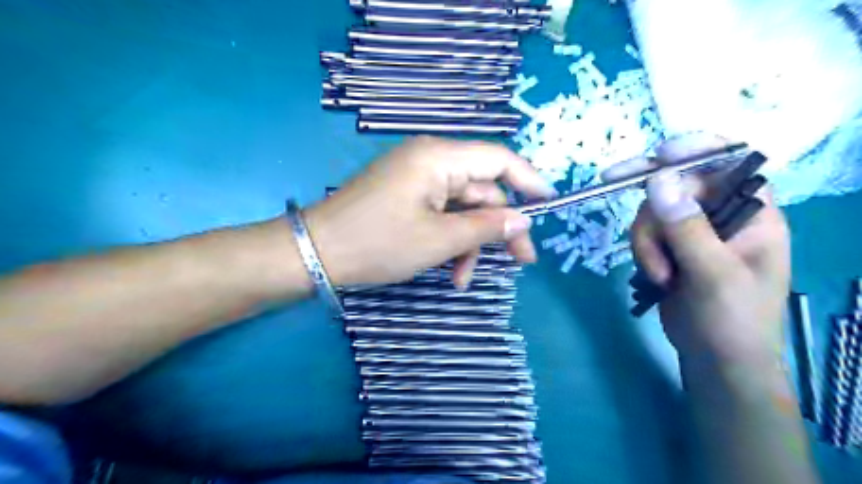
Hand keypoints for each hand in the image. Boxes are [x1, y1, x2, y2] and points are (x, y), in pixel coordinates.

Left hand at [300, 134, 552, 289]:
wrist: (317, 254)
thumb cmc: (378, 243)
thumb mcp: (439, 240)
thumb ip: (485, 228)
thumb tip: (522, 220)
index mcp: (439, 157)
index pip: (498, 159)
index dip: (528, 181)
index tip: (549, 205)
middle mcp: (431, 160)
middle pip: (482, 190)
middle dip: (498, 229)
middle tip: (521, 263)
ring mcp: (417, 180)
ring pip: (462, 209)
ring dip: (470, 244)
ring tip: (464, 279)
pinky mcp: (408, 198)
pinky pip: (441, 215)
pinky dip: (450, 242)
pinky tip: (450, 272)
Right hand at [630, 134, 788, 363]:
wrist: (716, 358)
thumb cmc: (734, 320)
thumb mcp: (714, 274)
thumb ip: (687, 228)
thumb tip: (657, 179)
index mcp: (751, 213)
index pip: (729, 162)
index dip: (696, 149)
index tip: (660, 154)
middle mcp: (721, 215)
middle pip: (676, 184)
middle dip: (652, 206)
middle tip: (610, 179)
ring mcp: (693, 232)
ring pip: (653, 212)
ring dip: (645, 240)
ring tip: (659, 274)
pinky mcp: (670, 248)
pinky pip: (644, 232)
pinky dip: (642, 251)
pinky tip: (655, 276)